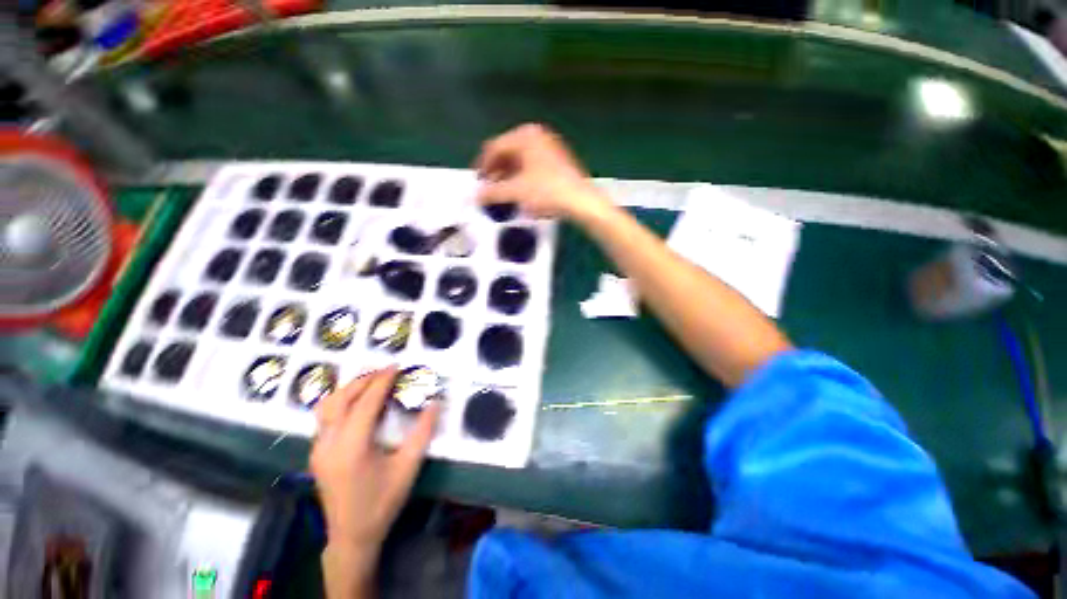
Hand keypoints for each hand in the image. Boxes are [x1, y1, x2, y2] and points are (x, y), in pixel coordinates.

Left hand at [310, 367, 439, 594]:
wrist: (352, 536)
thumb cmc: (383, 502)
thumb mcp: (408, 467)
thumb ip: (423, 432)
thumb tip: (435, 403)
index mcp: (351, 447)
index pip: (366, 402)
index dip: (381, 380)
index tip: (396, 365)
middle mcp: (328, 444)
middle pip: (341, 399)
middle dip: (364, 380)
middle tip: (387, 370)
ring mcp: (317, 449)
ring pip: (327, 406)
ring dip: (349, 388)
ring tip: (372, 381)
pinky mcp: (316, 453)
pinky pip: (324, 417)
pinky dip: (341, 401)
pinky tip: (357, 402)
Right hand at [475, 123, 611, 220]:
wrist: (580, 201)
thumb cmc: (548, 191)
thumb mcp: (516, 191)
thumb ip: (492, 192)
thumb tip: (476, 196)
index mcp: (525, 135)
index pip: (494, 147)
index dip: (483, 166)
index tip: (478, 182)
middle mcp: (537, 136)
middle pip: (507, 153)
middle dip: (496, 173)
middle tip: (490, 190)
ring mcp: (549, 147)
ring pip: (520, 161)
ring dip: (508, 177)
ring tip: (503, 195)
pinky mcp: (557, 161)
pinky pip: (532, 167)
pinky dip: (522, 179)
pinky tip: (521, 194)